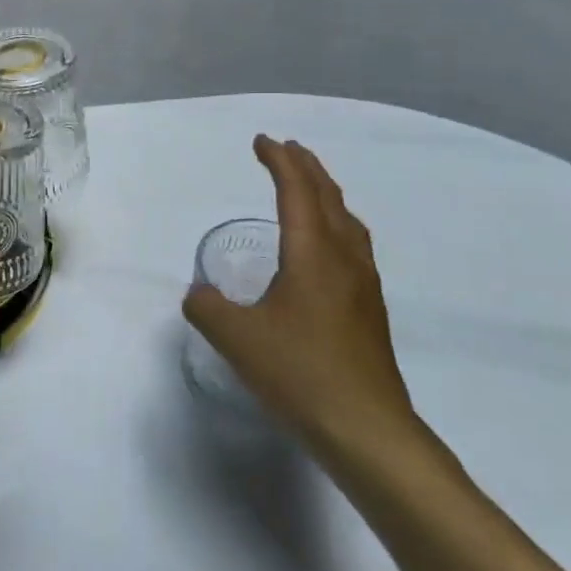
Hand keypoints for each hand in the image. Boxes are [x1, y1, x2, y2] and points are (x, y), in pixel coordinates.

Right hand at [182, 136, 421, 466]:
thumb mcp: (236, 338)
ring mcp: (363, 285)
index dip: (278, 161)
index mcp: (312, 253)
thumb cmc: (299, 373)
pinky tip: (327, 249)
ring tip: (309, 188)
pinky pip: (353, 246)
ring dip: (326, 195)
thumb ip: (207, 307)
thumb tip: (200, 294)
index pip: (295, 191)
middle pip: (328, 197)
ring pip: (347, 221)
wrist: (366, 429)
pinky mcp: (369, 311)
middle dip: (306, 168)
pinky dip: (336, 225)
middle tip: (287, 149)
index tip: (261, 141)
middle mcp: (343, 259)